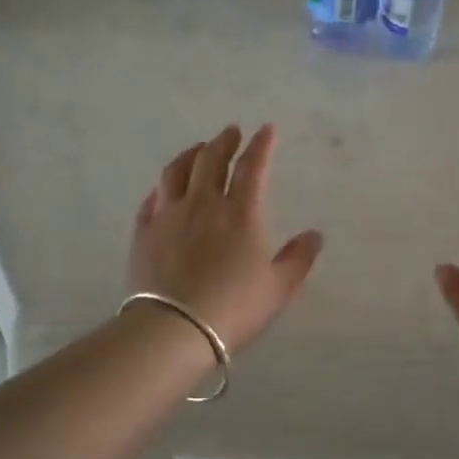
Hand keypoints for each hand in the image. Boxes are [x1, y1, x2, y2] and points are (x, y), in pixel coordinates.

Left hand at [127, 124, 322, 354]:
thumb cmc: (233, 308)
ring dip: (190, 154)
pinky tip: (163, 189)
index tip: (266, 130)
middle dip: (224, 141)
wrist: (173, 329)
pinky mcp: (144, 232)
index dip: (261, 146)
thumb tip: (315, 235)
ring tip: (198, 149)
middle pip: (211, 160)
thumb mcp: (278, 288)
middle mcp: (203, 204)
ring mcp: (169, 216)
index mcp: (240, 213)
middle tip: (230, 131)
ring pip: (176, 172)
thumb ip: (299, 259)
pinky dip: (162, 188)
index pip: (252, 167)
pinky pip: (151, 200)